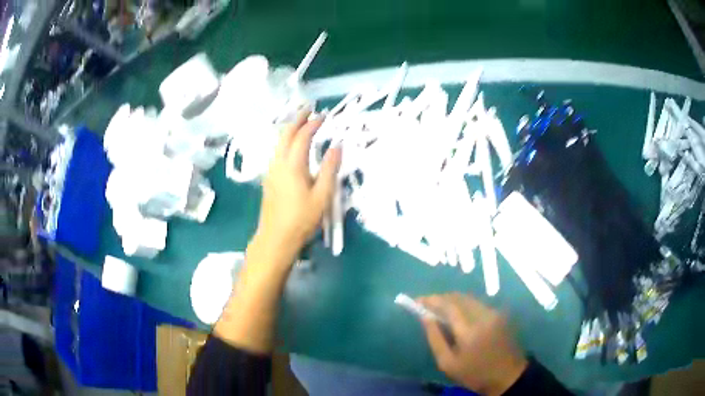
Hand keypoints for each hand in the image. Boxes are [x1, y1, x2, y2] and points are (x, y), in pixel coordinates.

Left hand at [253, 110, 341, 263]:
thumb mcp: (322, 195)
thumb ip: (330, 169)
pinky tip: (290, 145)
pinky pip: (276, 151)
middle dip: (297, 119)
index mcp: (293, 165)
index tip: (323, 116)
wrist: (276, 238)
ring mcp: (271, 171)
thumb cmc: (302, 219)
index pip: (303, 137)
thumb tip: (337, 146)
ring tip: (300, 123)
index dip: (313, 124)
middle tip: (308, 109)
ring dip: (289, 129)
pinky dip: (284, 141)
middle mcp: (278, 163)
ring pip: (278, 142)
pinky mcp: (268, 179)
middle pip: (285, 134)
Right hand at [417, 293, 527, 395]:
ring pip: (469, 298)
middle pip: (459, 297)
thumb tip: (425, 317)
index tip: (417, 300)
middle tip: (426, 304)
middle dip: (441, 298)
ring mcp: (494, 312)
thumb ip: (435, 338)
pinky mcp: (500, 314)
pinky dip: (464, 304)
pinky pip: (477, 303)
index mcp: (469, 330)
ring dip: (452, 300)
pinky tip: (458, 314)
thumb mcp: (448, 363)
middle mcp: (483, 315)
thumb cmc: (474, 374)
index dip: (431, 300)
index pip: (448, 305)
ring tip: (439, 309)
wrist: (507, 375)